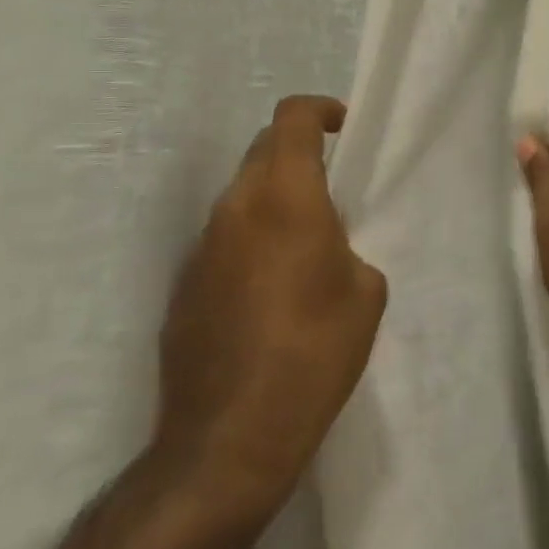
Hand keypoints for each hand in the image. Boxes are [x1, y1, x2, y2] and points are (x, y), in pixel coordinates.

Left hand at [150, 96, 386, 514]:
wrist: (229, 439)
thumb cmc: (314, 354)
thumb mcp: (365, 293)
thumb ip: (346, 247)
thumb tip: (324, 246)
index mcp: (284, 197)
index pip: (291, 118)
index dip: (320, 110)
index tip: (343, 128)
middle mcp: (235, 208)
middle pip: (262, 150)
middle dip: (297, 153)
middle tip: (330, 190)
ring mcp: (201, 246)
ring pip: (241, 195)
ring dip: (272, 200)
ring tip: (303, 248)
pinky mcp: (183, 285)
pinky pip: (223, 240)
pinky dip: (249, 241)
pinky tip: (268, 294)